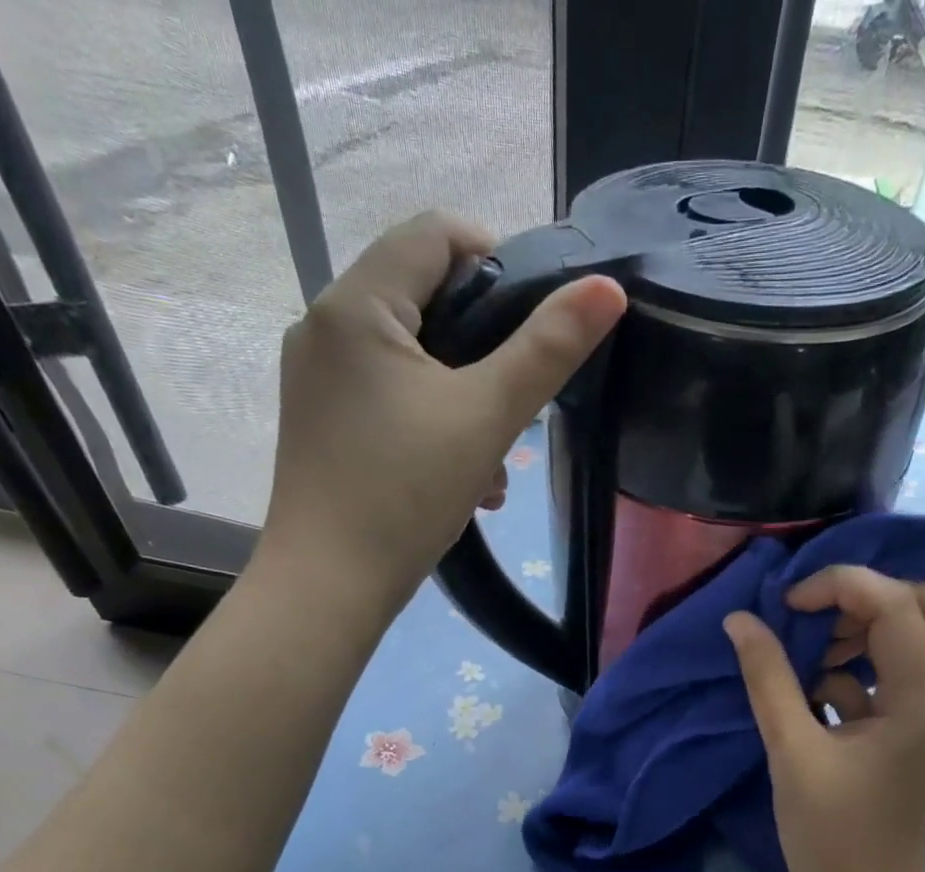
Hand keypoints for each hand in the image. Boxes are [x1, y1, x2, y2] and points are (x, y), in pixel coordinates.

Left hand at [262, 211, 626, 599]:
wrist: (330, 585)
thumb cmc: (406, 493)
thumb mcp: (488, 417)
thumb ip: (548, 349)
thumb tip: (607, 288)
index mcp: (357, 304)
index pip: (435, 233)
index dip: (498, 259)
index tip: (539, 320)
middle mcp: (325, 325)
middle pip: (424, 297)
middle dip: (486, 347)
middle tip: (521, 401)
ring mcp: (317, 378)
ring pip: (411, 357)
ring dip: (465, 397)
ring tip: (495, 464)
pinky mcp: (321, 422)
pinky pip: (388, 397)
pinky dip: (433, 422)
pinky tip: (463, 480)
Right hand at [725, 567, 924, 871]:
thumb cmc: (830, 837)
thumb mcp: (791, 752)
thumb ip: (768, 679)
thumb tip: (741, 621)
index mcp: (923, 701)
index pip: (897, 604)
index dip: (840, 586)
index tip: (787, 606)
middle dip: (874, 596)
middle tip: (819, 615)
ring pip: (922, 637)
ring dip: (866, 629)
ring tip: (810, 655)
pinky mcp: (918, 734)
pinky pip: (900, 674)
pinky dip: (861, 668)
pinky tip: (817, 695)